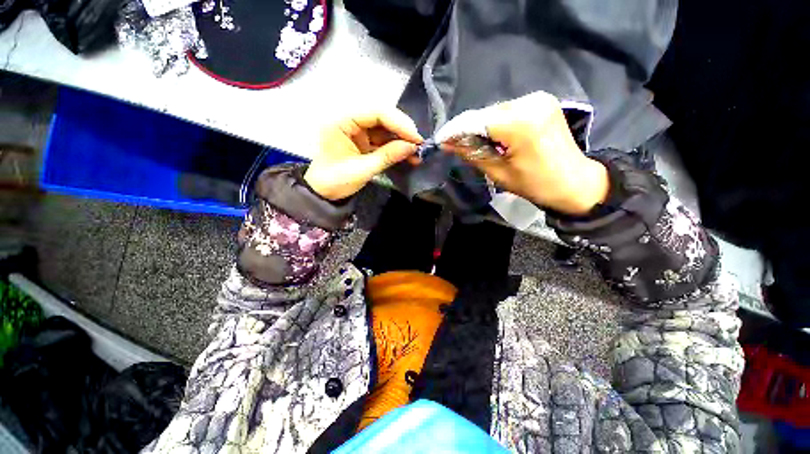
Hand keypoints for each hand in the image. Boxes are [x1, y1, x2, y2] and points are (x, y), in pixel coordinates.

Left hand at [304, 110, 422, 200]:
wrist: (323, 193)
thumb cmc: (335, 181)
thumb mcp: (362, 170)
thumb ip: (387, 156)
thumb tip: (412, 147)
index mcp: (342, 121)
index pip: (375, 112)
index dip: (398, 122)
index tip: (415, 138)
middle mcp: (350, 120)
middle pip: (382, 117)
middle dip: (402, 130)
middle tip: (418, 144)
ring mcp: (358, 131)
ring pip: (385, 128)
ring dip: (401, 139)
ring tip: (416, 153)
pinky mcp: (364, 141)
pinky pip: (383, 140)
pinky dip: (396, 147)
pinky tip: (408, 155)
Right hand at [449, 92, 609, 214]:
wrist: (575, 181)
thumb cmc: (536, 184)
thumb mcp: (499, 173)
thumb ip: (472, 154)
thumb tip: (447, 143)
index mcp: (521, 124)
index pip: (477, 121)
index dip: (456, 131)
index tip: (441, 140)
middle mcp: (530, 102)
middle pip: (486, 114)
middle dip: (469, 130)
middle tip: (459, 146)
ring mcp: (539, 98)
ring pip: (495, 111)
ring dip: (483, 127)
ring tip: (480, 145)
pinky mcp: (542, 101)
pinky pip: (508, 111)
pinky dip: (497, 123)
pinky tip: (497, 138)